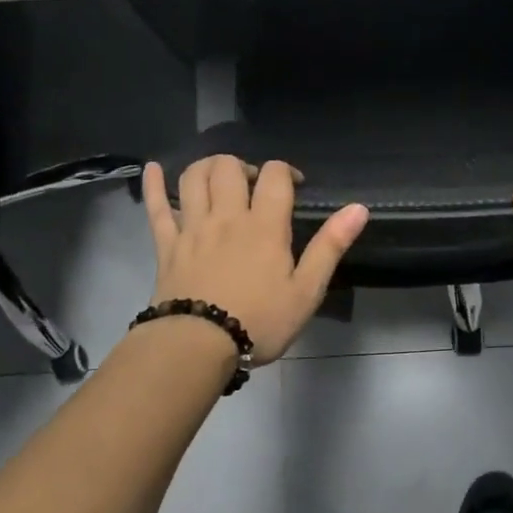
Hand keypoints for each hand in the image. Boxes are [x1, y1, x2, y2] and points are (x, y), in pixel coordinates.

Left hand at [141, 155, 368, 365]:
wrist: (196, 347)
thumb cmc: (258, 322)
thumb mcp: (306, 290)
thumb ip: (330, 246)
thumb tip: (359, 208)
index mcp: (264, 225)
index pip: (274, 175)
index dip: (286, 171)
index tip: (294, 185)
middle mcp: (227, 216)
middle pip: (229, 167)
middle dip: (244, 165)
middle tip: (254, 184)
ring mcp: (192, 227)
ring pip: (194, 178)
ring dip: (207, 166)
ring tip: (219, 176)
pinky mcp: (166, 244)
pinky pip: (156, 207)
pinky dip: (154, 184)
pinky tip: (153, 168)